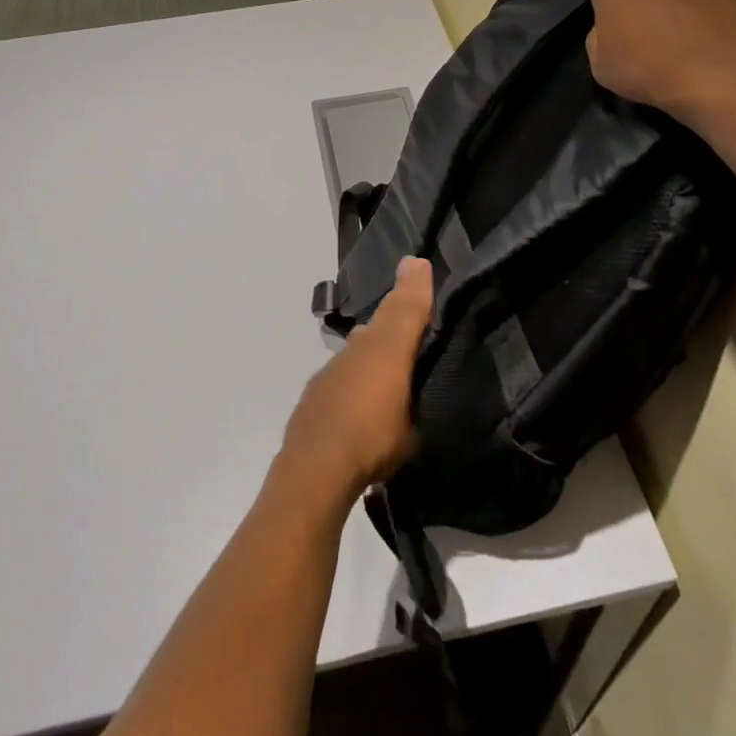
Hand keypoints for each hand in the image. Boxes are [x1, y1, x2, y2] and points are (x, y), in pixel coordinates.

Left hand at [280, 258, 433, 503]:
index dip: (414, 286)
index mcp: (384, 348)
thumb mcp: (412, 413)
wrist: (315, 471)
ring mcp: (330, 372)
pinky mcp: (314, 395)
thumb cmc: (374, 438)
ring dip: (373, 358)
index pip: (404, 307)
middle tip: (413, 336)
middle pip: (379, 329)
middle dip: (395, 326)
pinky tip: (362, 407)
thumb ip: (419, 371)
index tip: (417, 265)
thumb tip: (421, 345)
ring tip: (391, 380)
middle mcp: (354, 350)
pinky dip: (355, 383)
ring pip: (358, 353)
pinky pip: (343, 378)